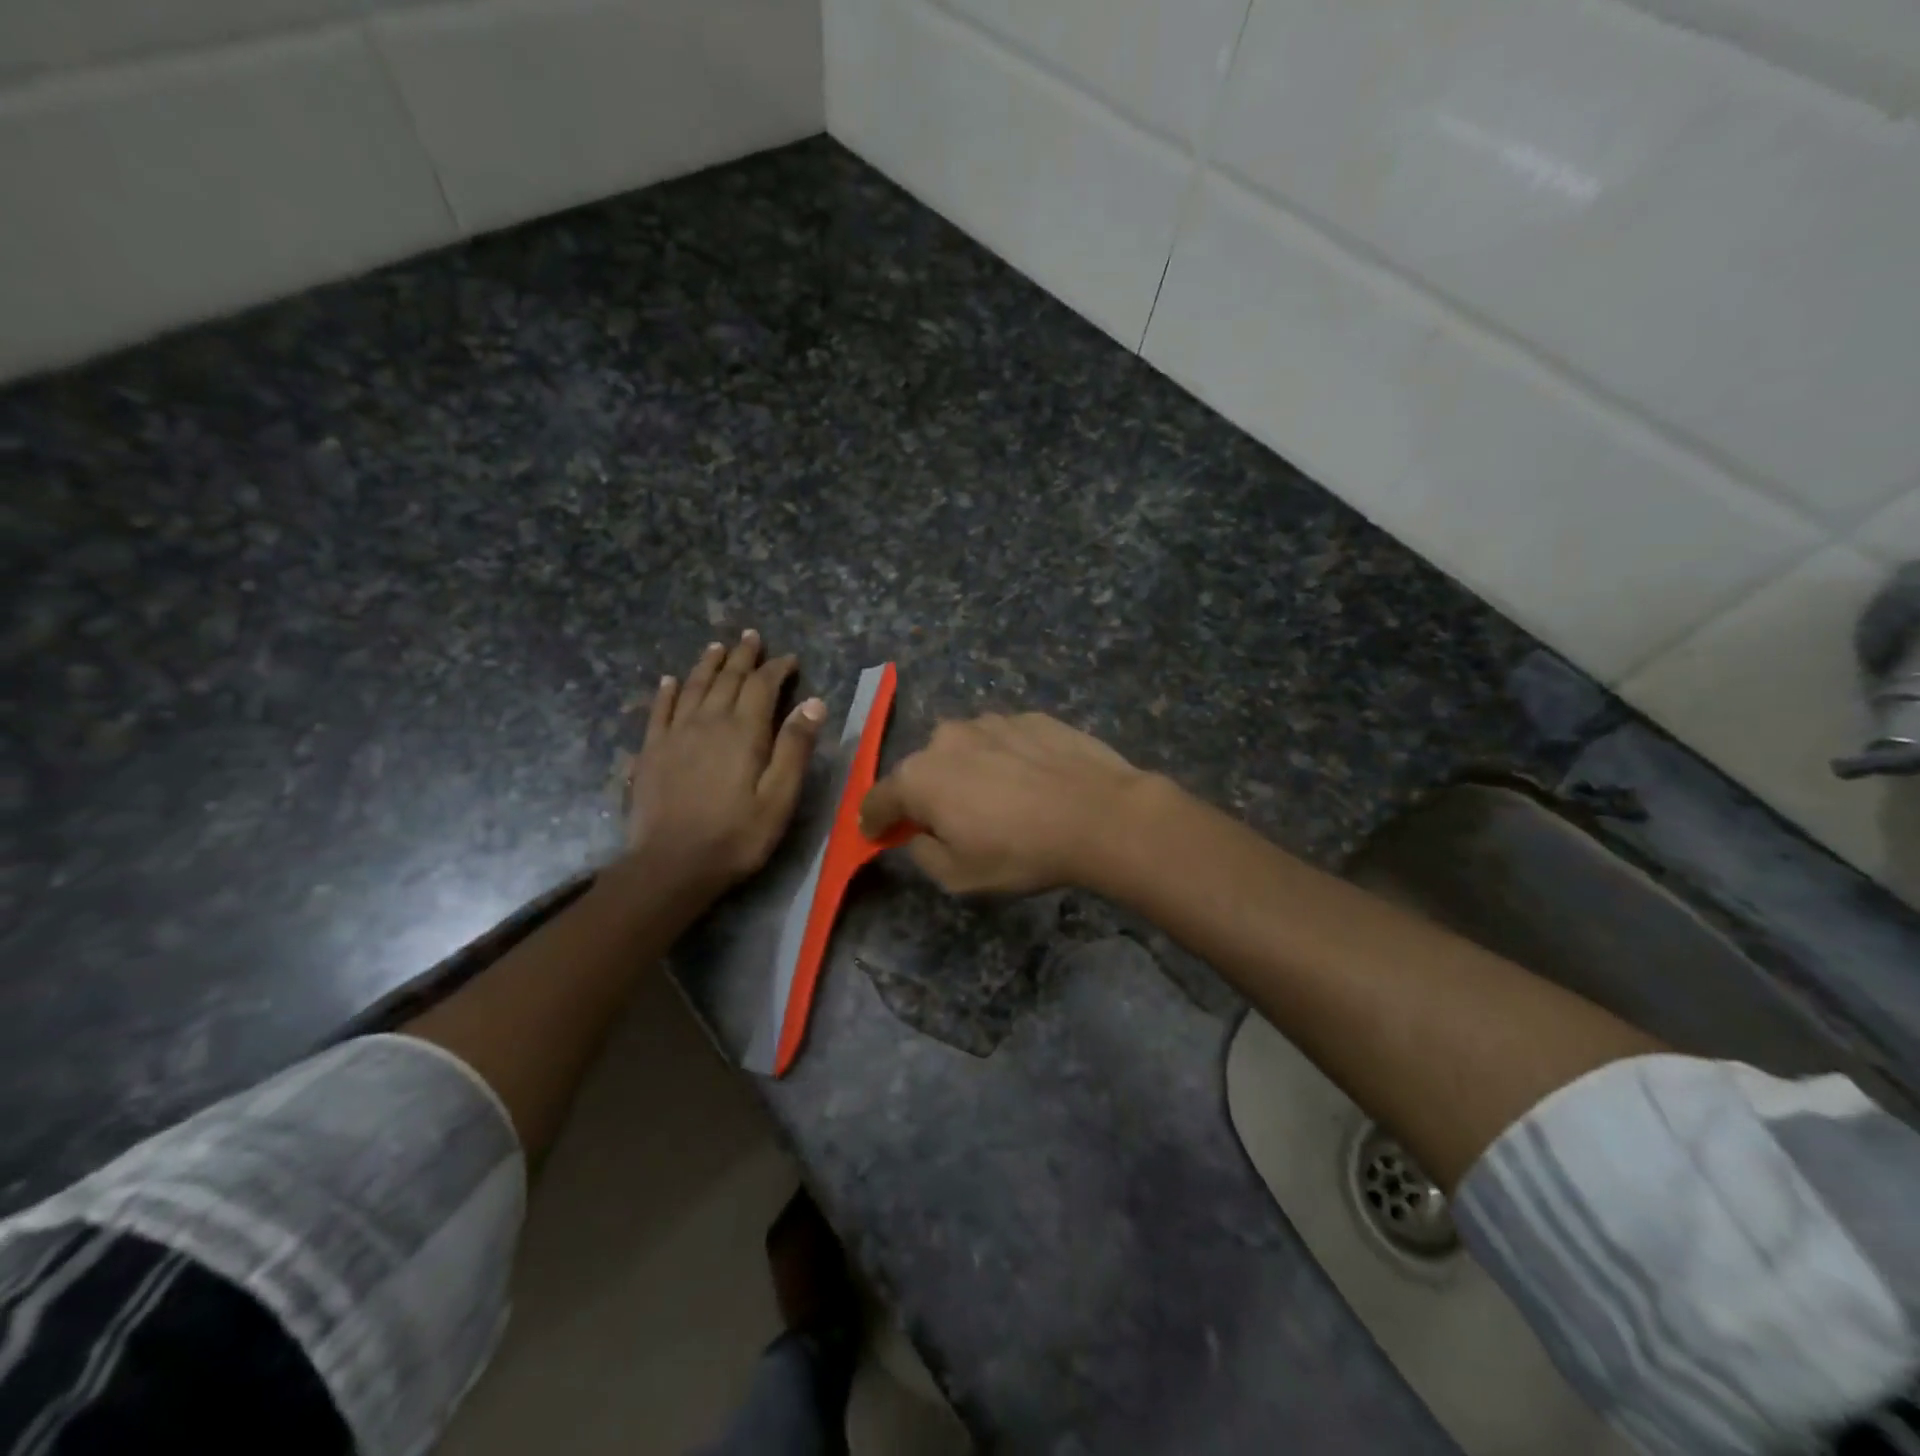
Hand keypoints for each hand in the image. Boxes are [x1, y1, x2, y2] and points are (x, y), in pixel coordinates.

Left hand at [625, 631, 825, 896]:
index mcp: (743, 732)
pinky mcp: (651, 751)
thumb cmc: (736, 836)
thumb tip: (814, 703)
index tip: (789, 659)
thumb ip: (795, 748)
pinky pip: (660, 710)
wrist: (671, 864)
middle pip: (727, 678)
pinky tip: (670, 681)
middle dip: (742, 656)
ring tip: (717, 647)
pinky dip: (667, 691)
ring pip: (693, 687)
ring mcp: (675, 734)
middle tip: (751, 637)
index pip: (762, 686)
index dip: (777, 668)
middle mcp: (708, 721)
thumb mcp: (779, 797)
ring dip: (708, 664)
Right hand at [860, 713, 1155, 894]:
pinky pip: (1003, 741)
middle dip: (927, 794)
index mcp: (919, 777)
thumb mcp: (959, 877)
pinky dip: (1006, 758)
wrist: (1100, 815)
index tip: (877, 832)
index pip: (878, 799)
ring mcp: (991, 722)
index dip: (873, 820)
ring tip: (1000, 799)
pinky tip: (1032, 782)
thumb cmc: (1021, 852)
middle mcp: (946, 739)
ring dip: (968, 771)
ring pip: (964, 749)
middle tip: (951, 821)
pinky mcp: (1030, 717)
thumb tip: (920, 836)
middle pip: (922, 770)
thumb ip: (923, 854)